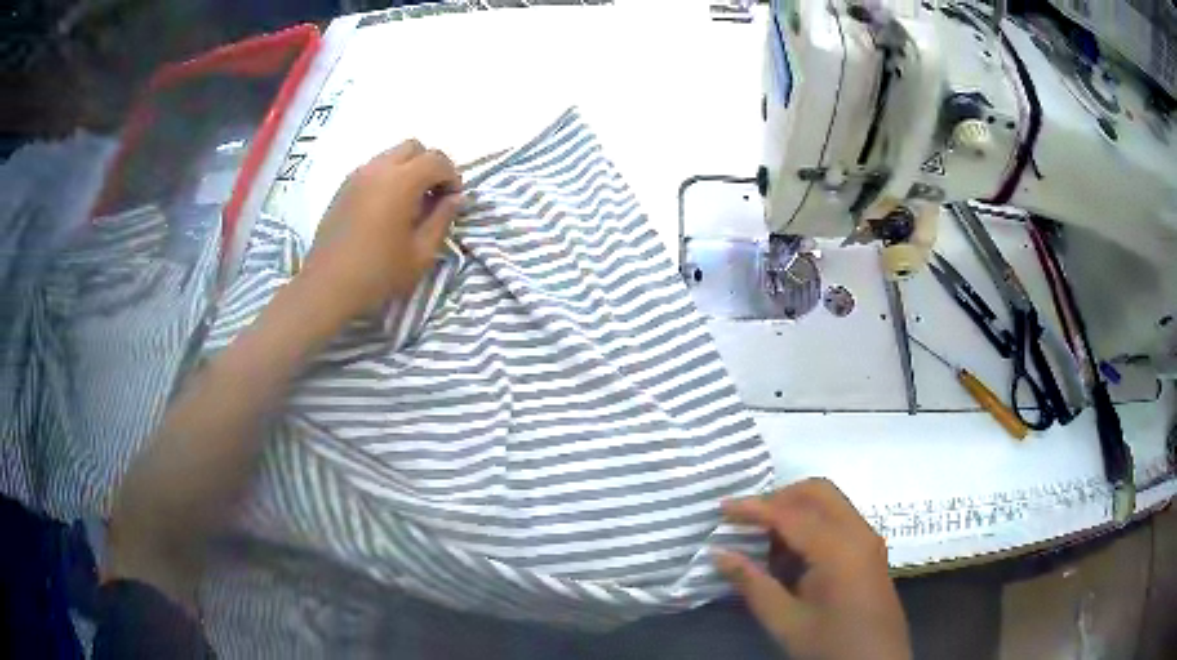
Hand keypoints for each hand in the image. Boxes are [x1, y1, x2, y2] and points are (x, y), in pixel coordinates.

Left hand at [300, 139, 461, 321]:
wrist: (327, 287)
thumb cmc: (378, 273)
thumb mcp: (421, 253)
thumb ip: (442, 219)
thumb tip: (456, 198)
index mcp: (400, 182)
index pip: (437, 160)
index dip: (452, 177)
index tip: (452, 201)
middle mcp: (378, 169)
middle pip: (414, 147)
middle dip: (430, 166)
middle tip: (433, 196)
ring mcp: (357, 176)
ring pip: (391, 155)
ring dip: (408, 170)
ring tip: (410, 204)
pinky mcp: (343, 188)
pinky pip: (373, 169)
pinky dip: (388, 177)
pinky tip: (386, 209)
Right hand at [716, 478, 910, 659]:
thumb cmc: (830, 645)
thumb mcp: (785, 622)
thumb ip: (753, 584)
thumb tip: (718, 553)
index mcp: (839, 550)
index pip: (792, 514)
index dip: (754, 508)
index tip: (721, 507)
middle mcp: (858, 533)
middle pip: (818, 492)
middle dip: (780, 497)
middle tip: (746, 519)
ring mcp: (868, 539)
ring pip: (830, 502)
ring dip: (796, 509)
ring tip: (764, 539)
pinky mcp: (870, 550)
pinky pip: (839, 519)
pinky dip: (812, 523)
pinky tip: (792, 554)